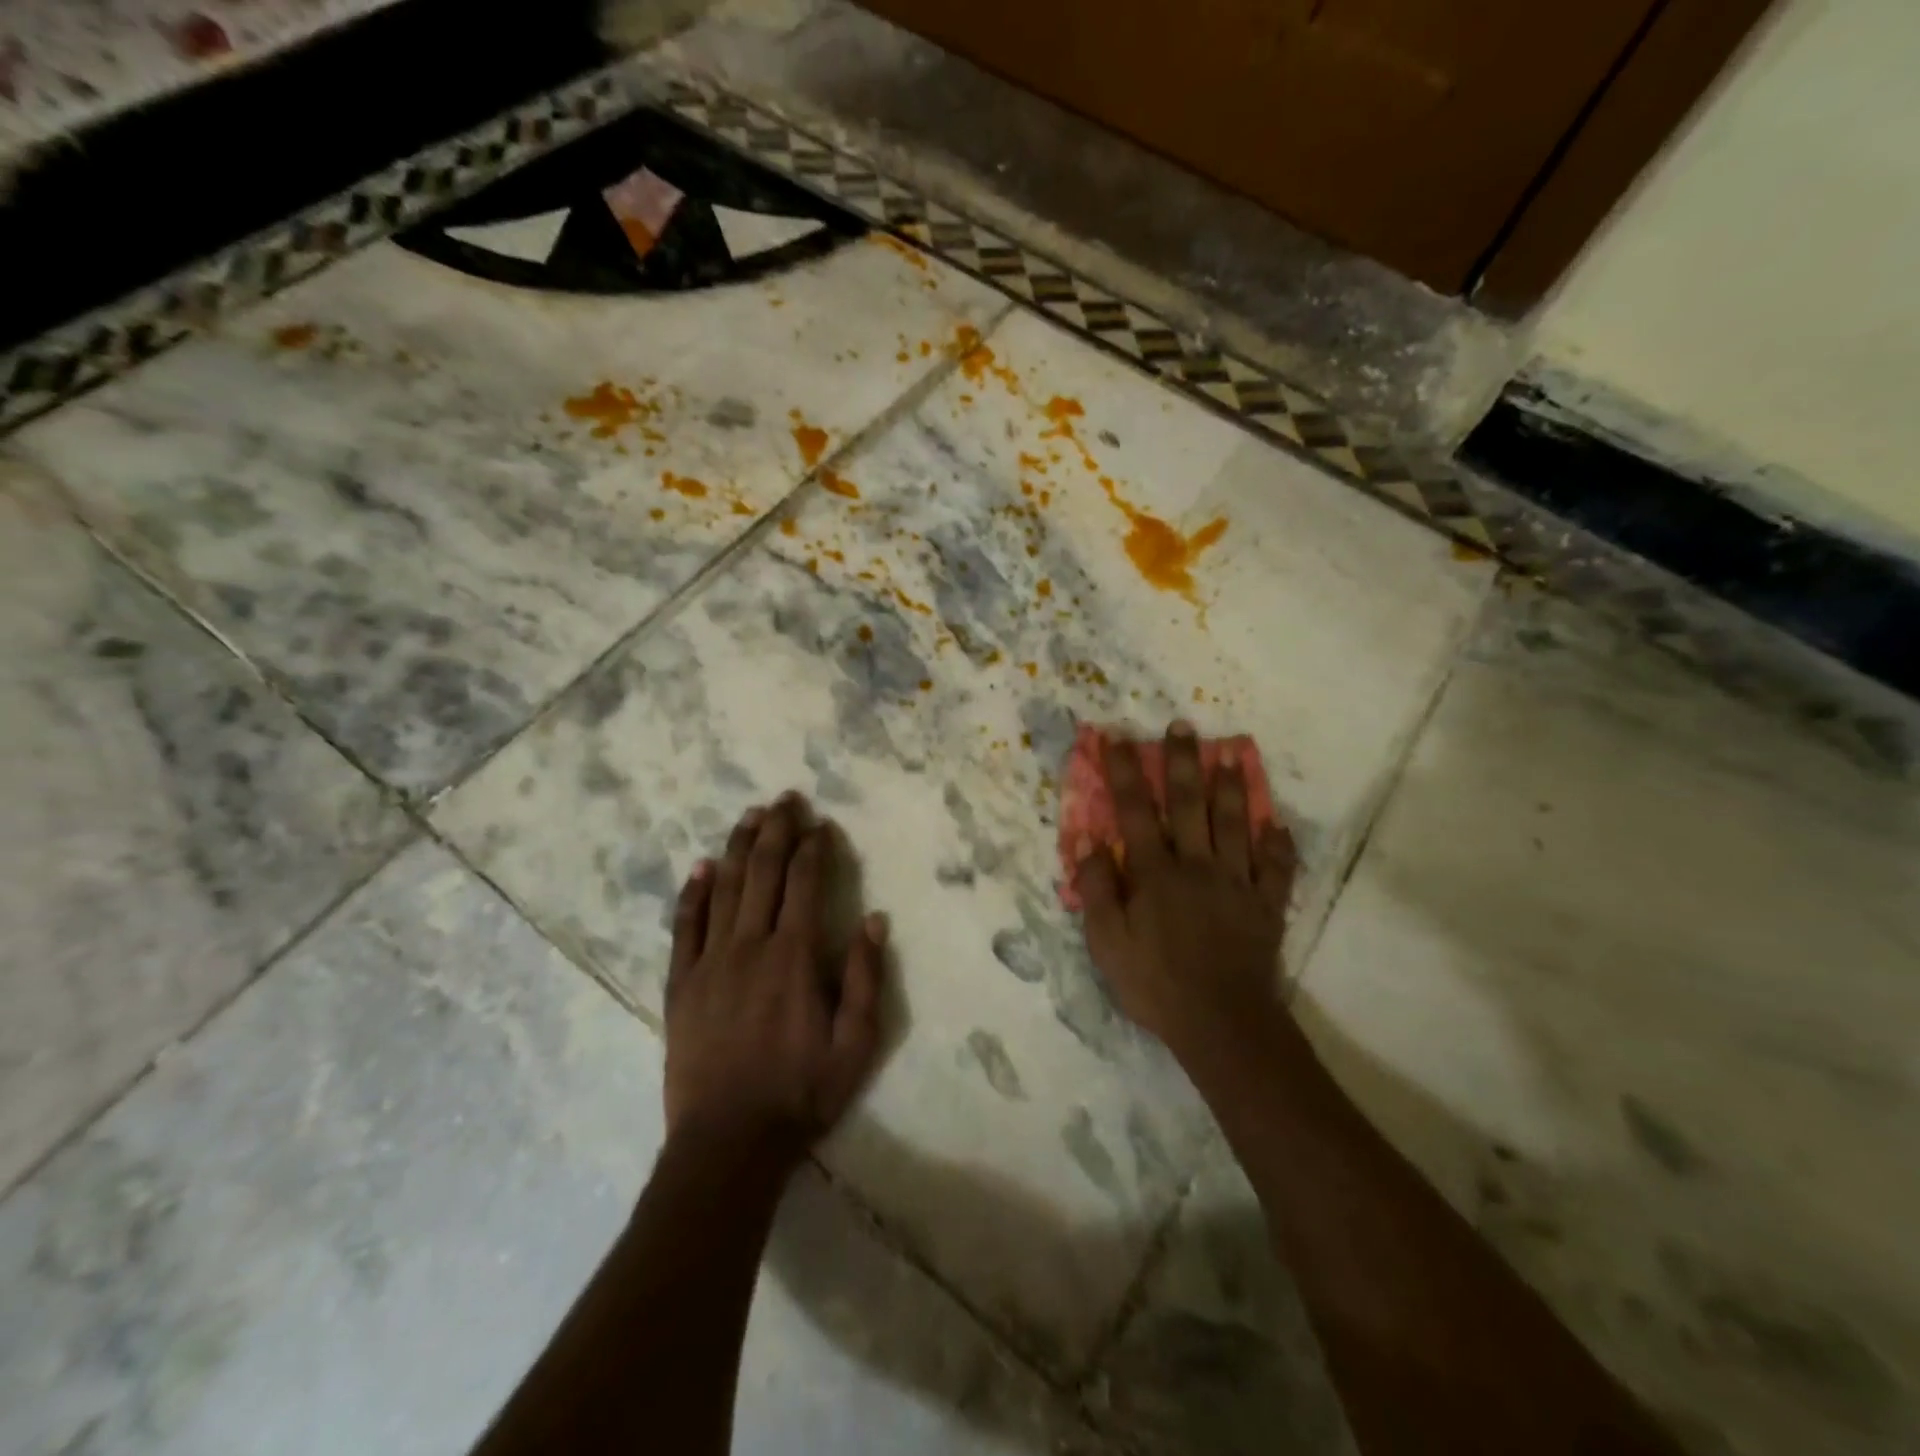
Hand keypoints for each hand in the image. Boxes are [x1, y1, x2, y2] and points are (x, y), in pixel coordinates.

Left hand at [663, 794, 887, 1165]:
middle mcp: (750, 945)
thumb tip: (874, 919)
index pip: (804, 883)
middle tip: (785, 799)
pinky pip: (685, 927)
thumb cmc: (801, 1093)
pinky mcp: (681, 984)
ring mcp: (710, 962)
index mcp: (794, 956)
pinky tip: (701, 867)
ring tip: (749, 816)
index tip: (821, 824)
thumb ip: (865, 978)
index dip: (814, 848)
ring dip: (738, 847)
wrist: (728, 1142)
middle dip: (776, 830)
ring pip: (724, 888)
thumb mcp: (855, 1044)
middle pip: (763, 872)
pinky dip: (693, 893)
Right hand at [1073, 722, 1297, 1063]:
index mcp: (1155, 873)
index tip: (1116, 739)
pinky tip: (1277, 825)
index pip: (1135, 811)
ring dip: (1233, 787)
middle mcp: (1197, 866)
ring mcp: (1237, 883)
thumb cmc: (1155, 983)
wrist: (1221, 1022)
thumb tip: (1087, 842)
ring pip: (1235, 825)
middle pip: (1190, 804)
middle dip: (1183, 763)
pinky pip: (1276, 869)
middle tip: (1183, 726)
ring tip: (1233, 754)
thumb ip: (1096, 889)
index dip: (1123, 773)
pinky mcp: (1266, 906)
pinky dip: (1279, 846)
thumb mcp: (1107, 942)